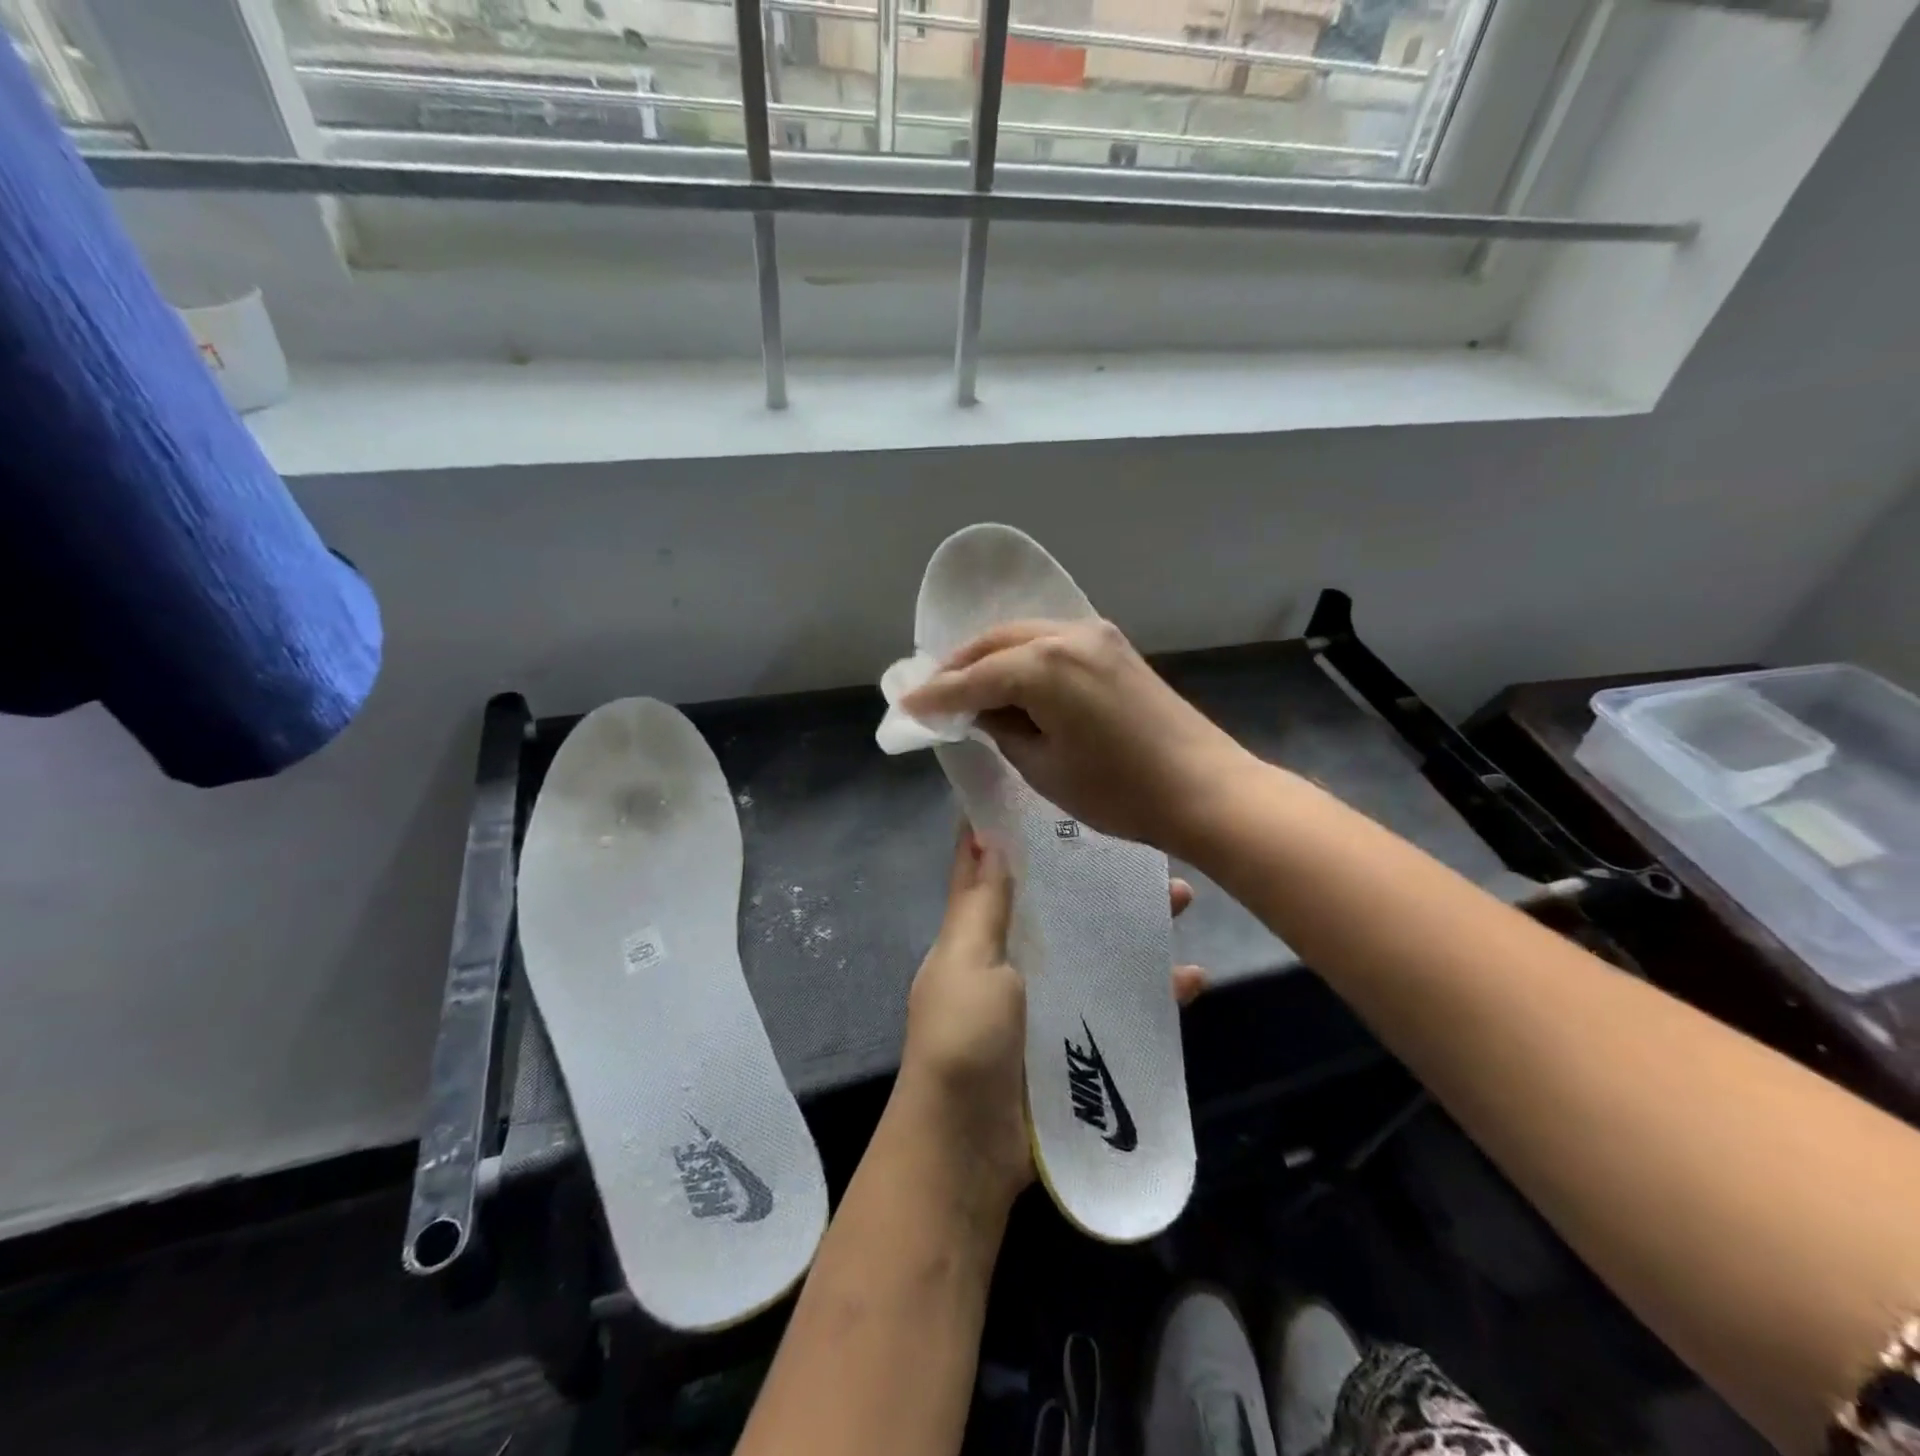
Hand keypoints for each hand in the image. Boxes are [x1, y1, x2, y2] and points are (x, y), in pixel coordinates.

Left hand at [898, 828, 1206, 1213]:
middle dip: (1098, 876)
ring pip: (1097, 946)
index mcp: (977, 935)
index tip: (1052, 791)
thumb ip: (982, 905)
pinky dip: (1154, 993)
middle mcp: (1013, 959)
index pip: (993, 869)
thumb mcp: (968, 963)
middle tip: (1147, 851)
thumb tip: (983, 832)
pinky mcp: (1078, 1041)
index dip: (1014, 831)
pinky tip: (1190, 978)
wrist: (967, 1153)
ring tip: (1182, 900)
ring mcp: (1048, 1000)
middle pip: (1060, 904)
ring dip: (1135, 924)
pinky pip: (1121, 1005)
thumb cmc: (962, 1043)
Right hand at [902, 619, 1257, 854]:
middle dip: (959, 667)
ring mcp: (1096, 635)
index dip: (936, 695)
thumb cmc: (1119, 791)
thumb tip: (980, 711)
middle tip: (933, 694)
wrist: (1205, 790)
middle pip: (995, 643)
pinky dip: (1024, 656)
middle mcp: (1067, 635)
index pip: (973, 678)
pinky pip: (1052, 641)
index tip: (906, 705)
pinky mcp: (1115, 646)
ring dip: (991, 657)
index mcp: (1043, 666)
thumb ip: (1003, 729)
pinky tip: (1013, 679)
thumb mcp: (1044, 767)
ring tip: (967, 686)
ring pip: (1024, 635)